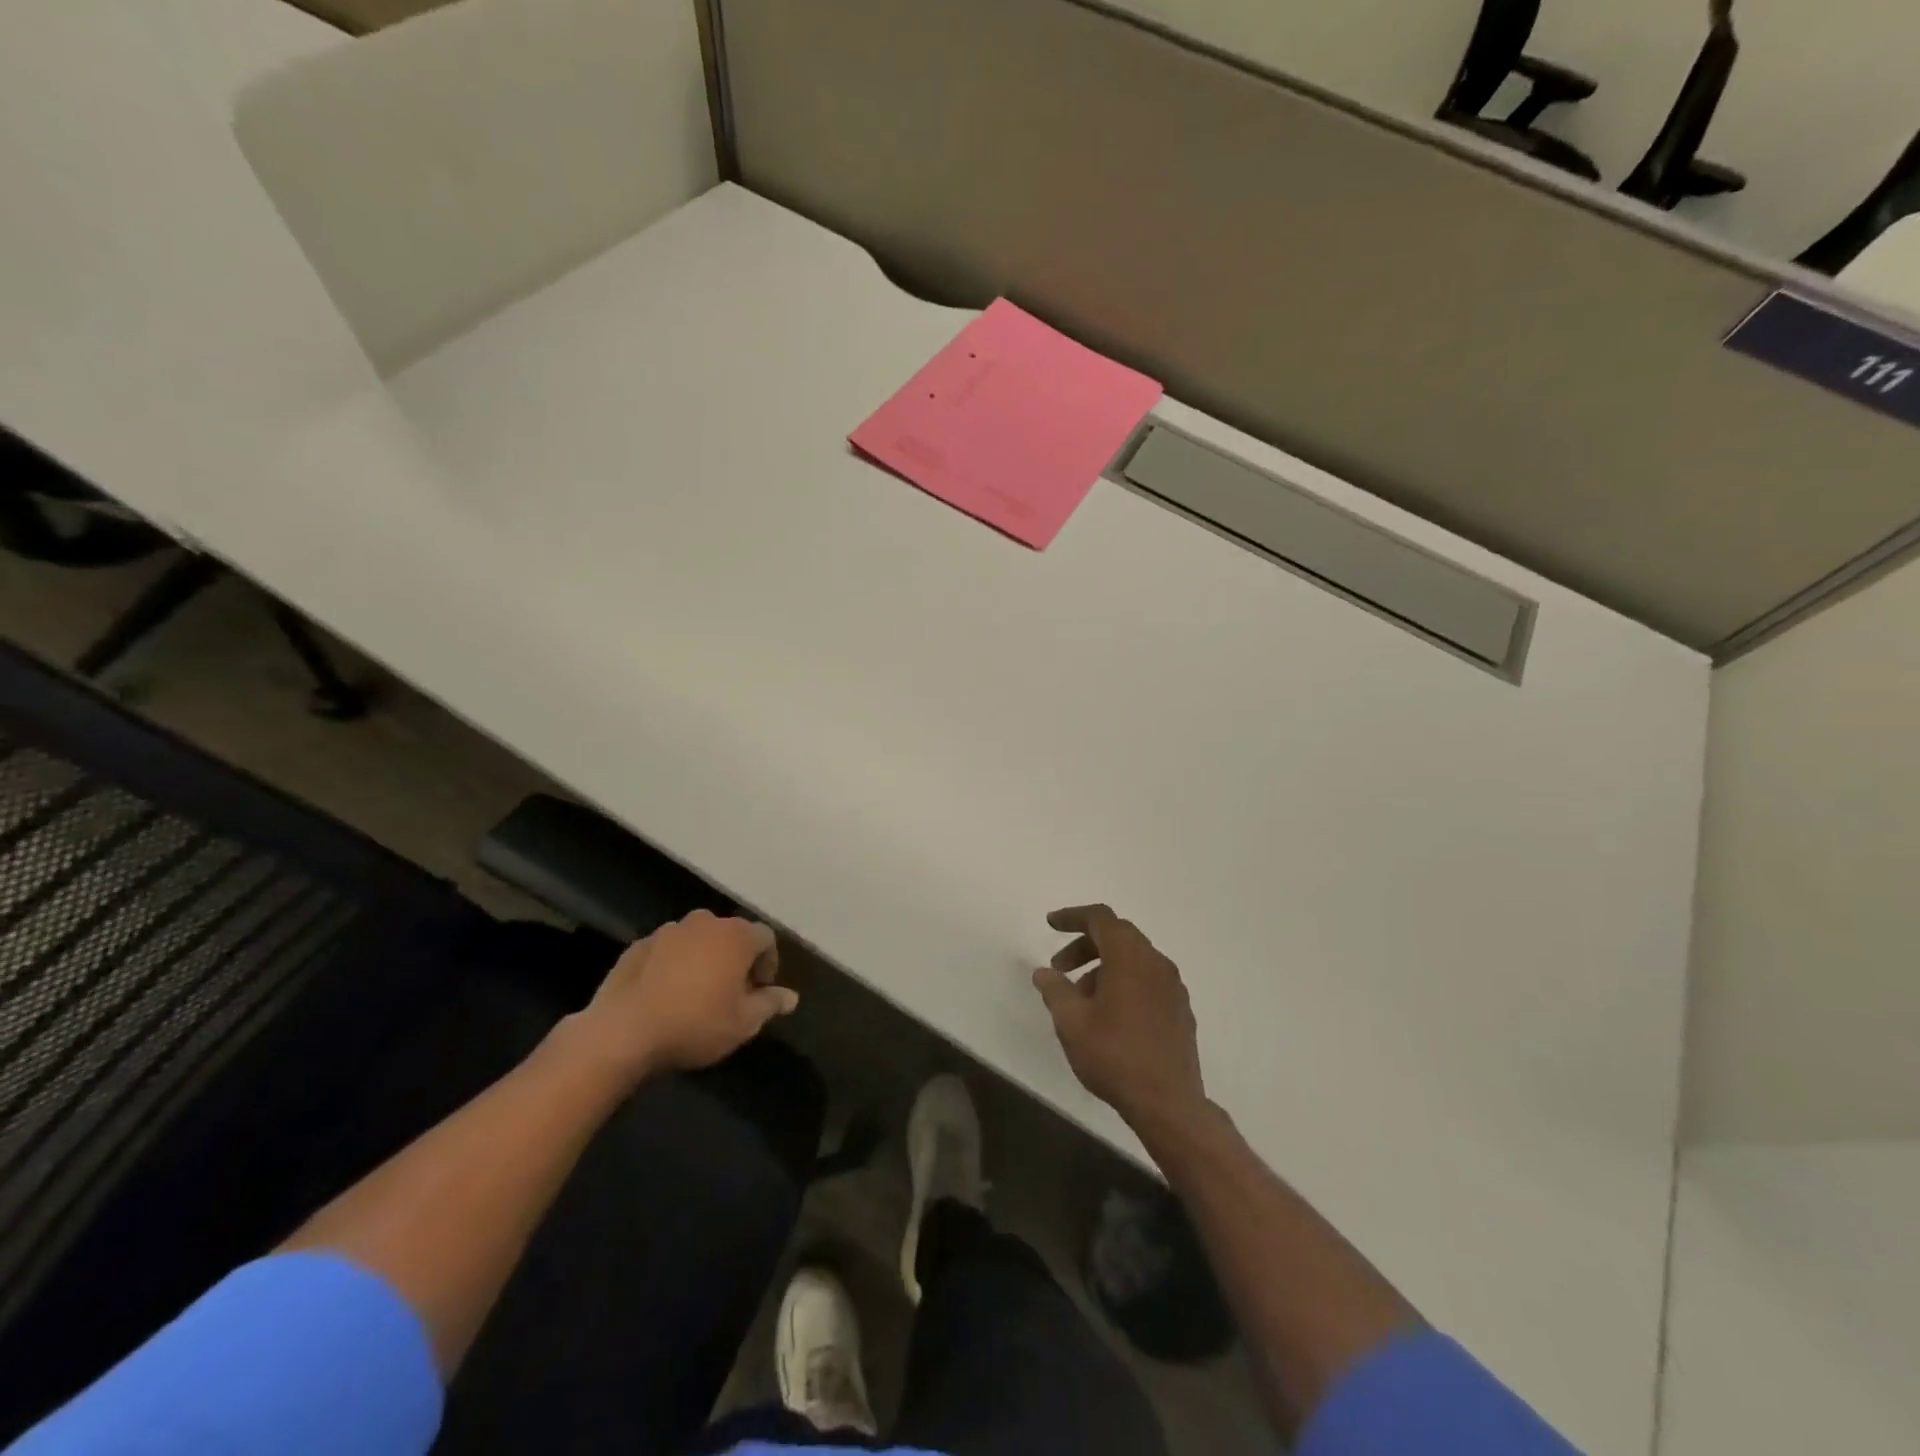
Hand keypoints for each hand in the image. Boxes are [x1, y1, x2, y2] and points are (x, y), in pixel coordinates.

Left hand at [571, 910, 797, 1079]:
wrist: (623, 1031)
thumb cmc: (695, 1024)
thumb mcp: (743, 1023)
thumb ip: (770, 1004)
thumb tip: (791, 996)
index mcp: (736, 936)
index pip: (765, 938)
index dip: (767, 962)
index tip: (759, 989)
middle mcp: (705, 922)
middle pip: (730, 934)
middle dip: (735, 958)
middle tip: (730, 992)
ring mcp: (668, 930)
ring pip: (696, 939)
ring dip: (702, 958)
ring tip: (695, 992)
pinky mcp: (637, 945)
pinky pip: (666, 950)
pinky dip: (672, 964)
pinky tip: (664, 994)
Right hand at [1033, 905, 1207, 1130]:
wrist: (1169, 1103)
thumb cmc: (1114, 1056)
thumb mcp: (1071, 1022)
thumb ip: (1055, 990)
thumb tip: (1044, 972)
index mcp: (1129, 957)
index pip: (1100, 918)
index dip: (1073, 917)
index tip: (1050, 924)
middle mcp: (1156, 962)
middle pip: (1118, 936)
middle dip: (1085, 945)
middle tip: (1059, 967)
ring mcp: (1172, 986)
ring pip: (1134, 959)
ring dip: (1103, 966)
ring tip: (1080, 999)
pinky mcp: (1180, 1009)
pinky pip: (1147, 979)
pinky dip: (1124, 982)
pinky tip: (1109, 1015)